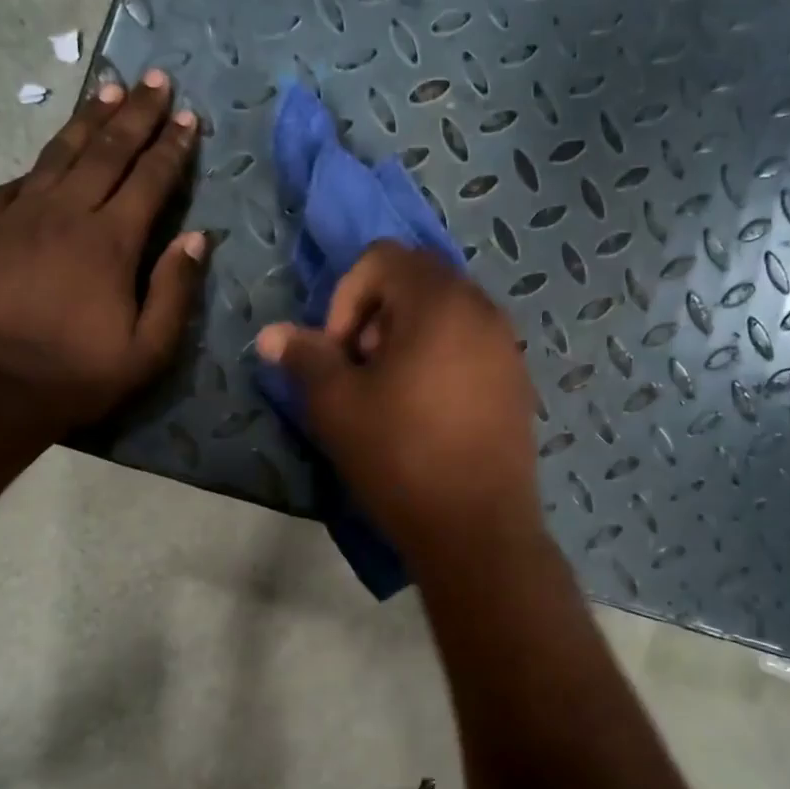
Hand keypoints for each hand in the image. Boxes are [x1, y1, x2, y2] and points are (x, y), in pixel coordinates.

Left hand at [0, 71, 206, 431]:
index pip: (149, 179)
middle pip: (106, 150)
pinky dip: (41, 164)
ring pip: (60, 154)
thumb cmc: (79, 374)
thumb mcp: (148, 349)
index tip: (188, 117)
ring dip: (88, 120)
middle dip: (135, 113)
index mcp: (110, 241)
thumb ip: (175, 290)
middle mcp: (65, 213)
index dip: (171, 147)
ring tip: (108, 89)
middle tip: (155, 80)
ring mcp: (18, 215)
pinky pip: (18, 182)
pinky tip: (51, 156)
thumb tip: (199, 238)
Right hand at [256, 242, 542, 570]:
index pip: (382, 258)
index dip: (346, 297)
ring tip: (391, 394)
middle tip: (361, 370)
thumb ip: (305, 358)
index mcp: (439, 301)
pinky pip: (471, 347)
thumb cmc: (401, 457)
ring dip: (407, 338)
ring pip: (446, 315)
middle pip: (417, 281)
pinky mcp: (518, 382)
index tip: (338, 352)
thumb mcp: (337, 406)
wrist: (478, 529)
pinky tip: (427, 413)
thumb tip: (272, 334)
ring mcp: (508, 346)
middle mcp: (483, 310)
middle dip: (376, 315)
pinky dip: (440, 359)